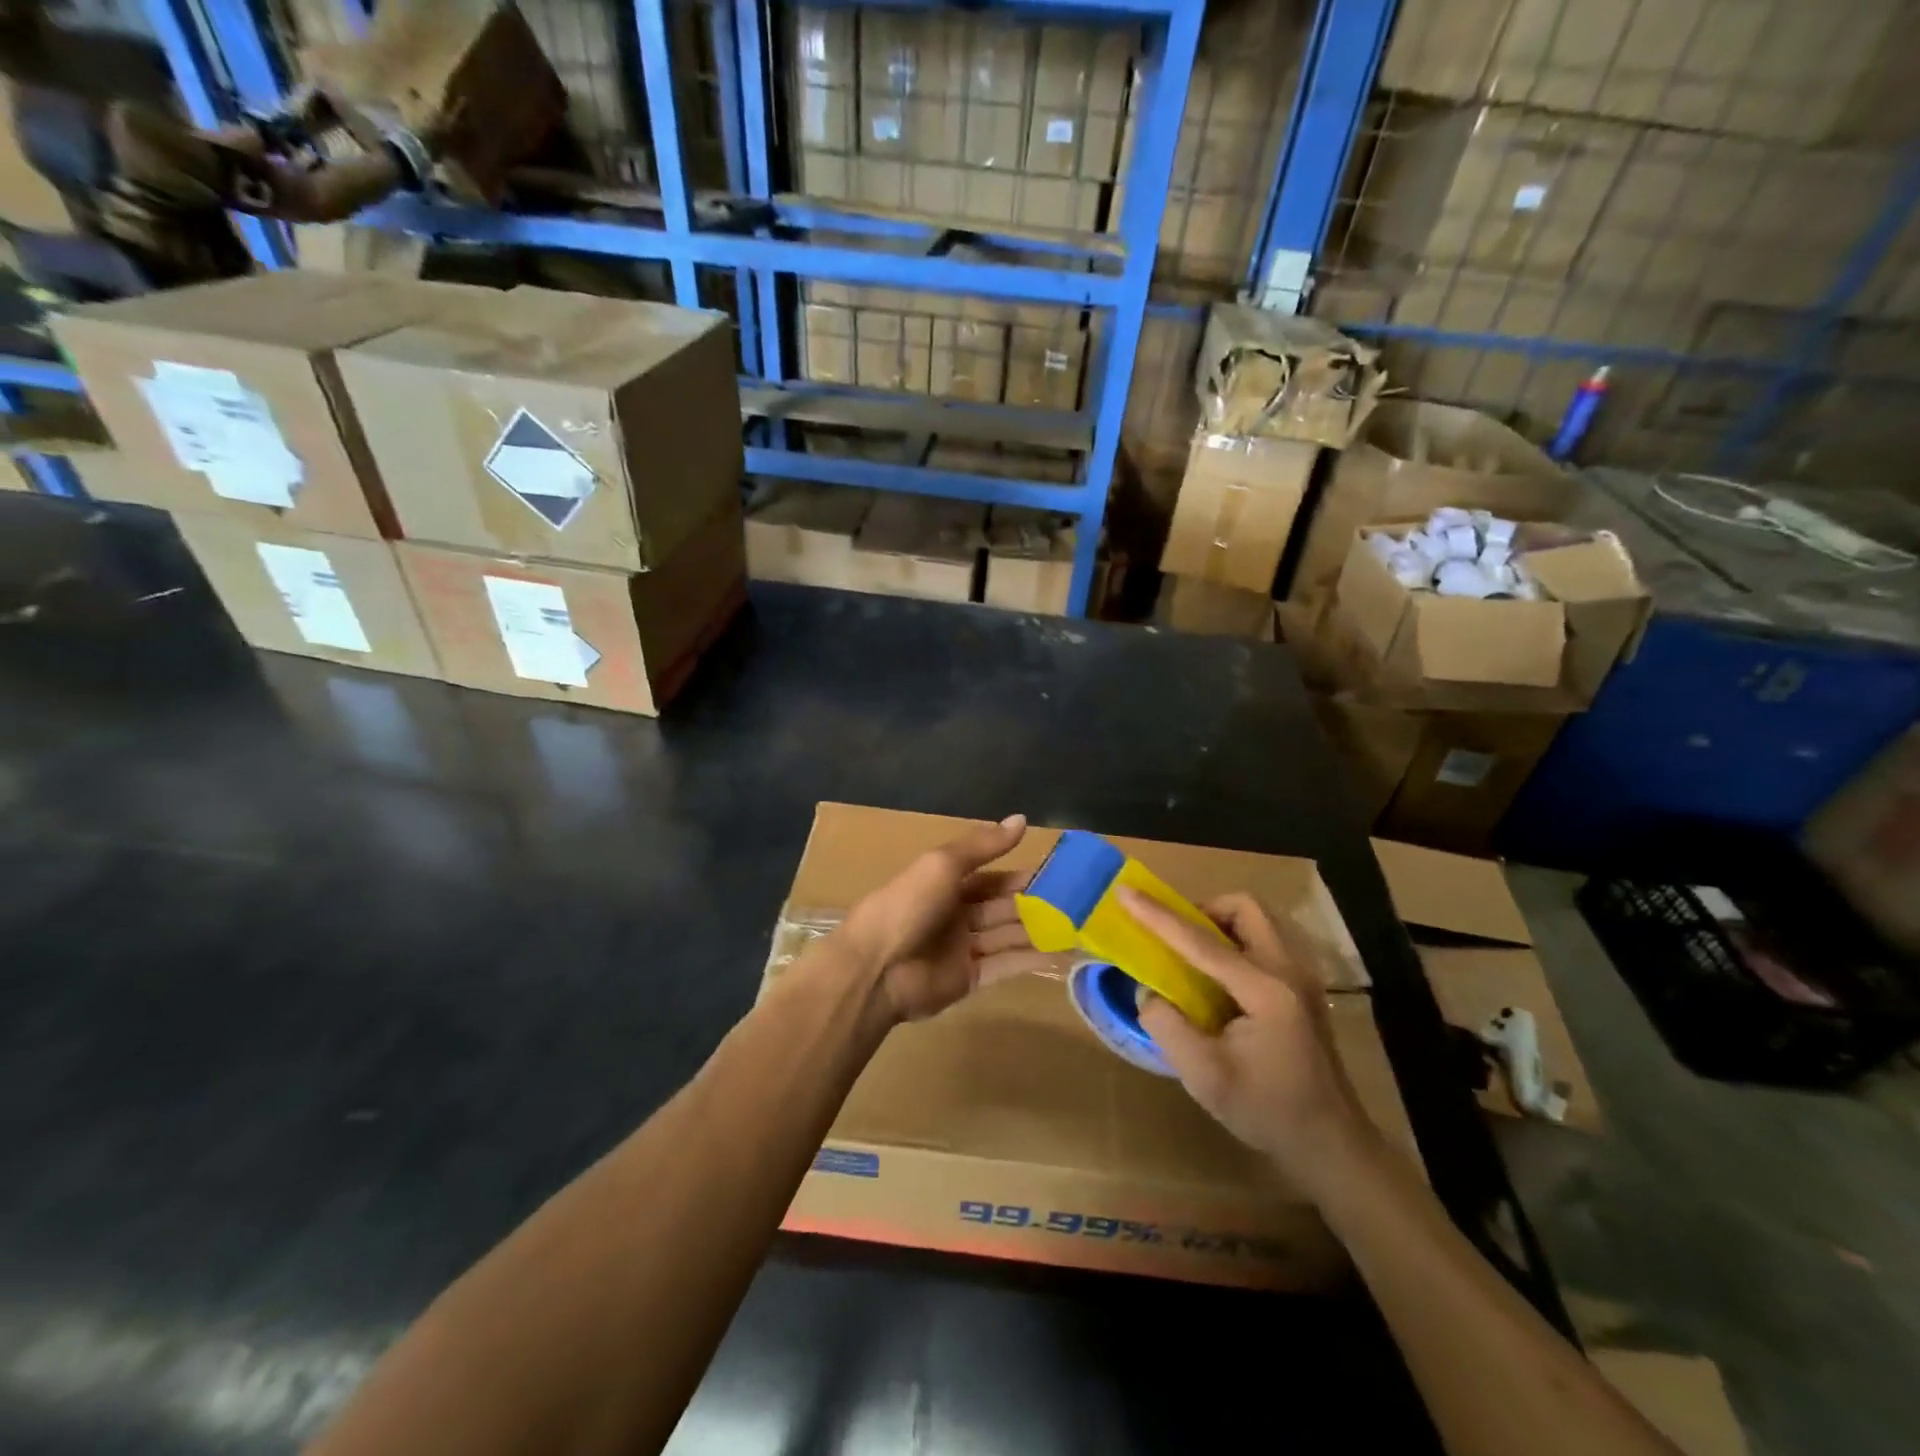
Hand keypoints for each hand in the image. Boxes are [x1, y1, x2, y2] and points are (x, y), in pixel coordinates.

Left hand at [838, 815, 1067, 1023]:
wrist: (876, 969)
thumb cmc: (907, 905)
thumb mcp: (943, 864)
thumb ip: (983, 845)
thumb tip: (1022, 819)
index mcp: (944, 884)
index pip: (990, 877)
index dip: (1020, 875)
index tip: (1058, 872)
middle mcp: (955, 914)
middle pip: (1001, 907)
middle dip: (1035, 904)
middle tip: (1078, 901)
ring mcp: (962, 948)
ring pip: (1007, 935)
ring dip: (1039, 931)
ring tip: (1080, 926)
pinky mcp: (968, 979)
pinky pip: (1005, 965)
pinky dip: (1031, 959)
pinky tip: (1062, 953)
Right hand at [1124, 888, 1379, 1199]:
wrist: (1331, 1145)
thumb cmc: (1267, 1111)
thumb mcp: (1204, 1076)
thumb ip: (1166, 1025)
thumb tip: (1148, 991)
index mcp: (1265, 990)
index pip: (1201, 941)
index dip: (1158, 915)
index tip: (1125, 891)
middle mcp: (1288, 970)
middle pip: (1244, 909)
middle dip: (1203, 910)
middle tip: (1175, 937)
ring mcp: (1301, 977)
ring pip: (1258, 921)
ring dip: (1220, 924)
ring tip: (1193, 957)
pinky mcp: (1302, 989)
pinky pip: (1265, 941)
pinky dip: (1235, 942)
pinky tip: (1219, 981)